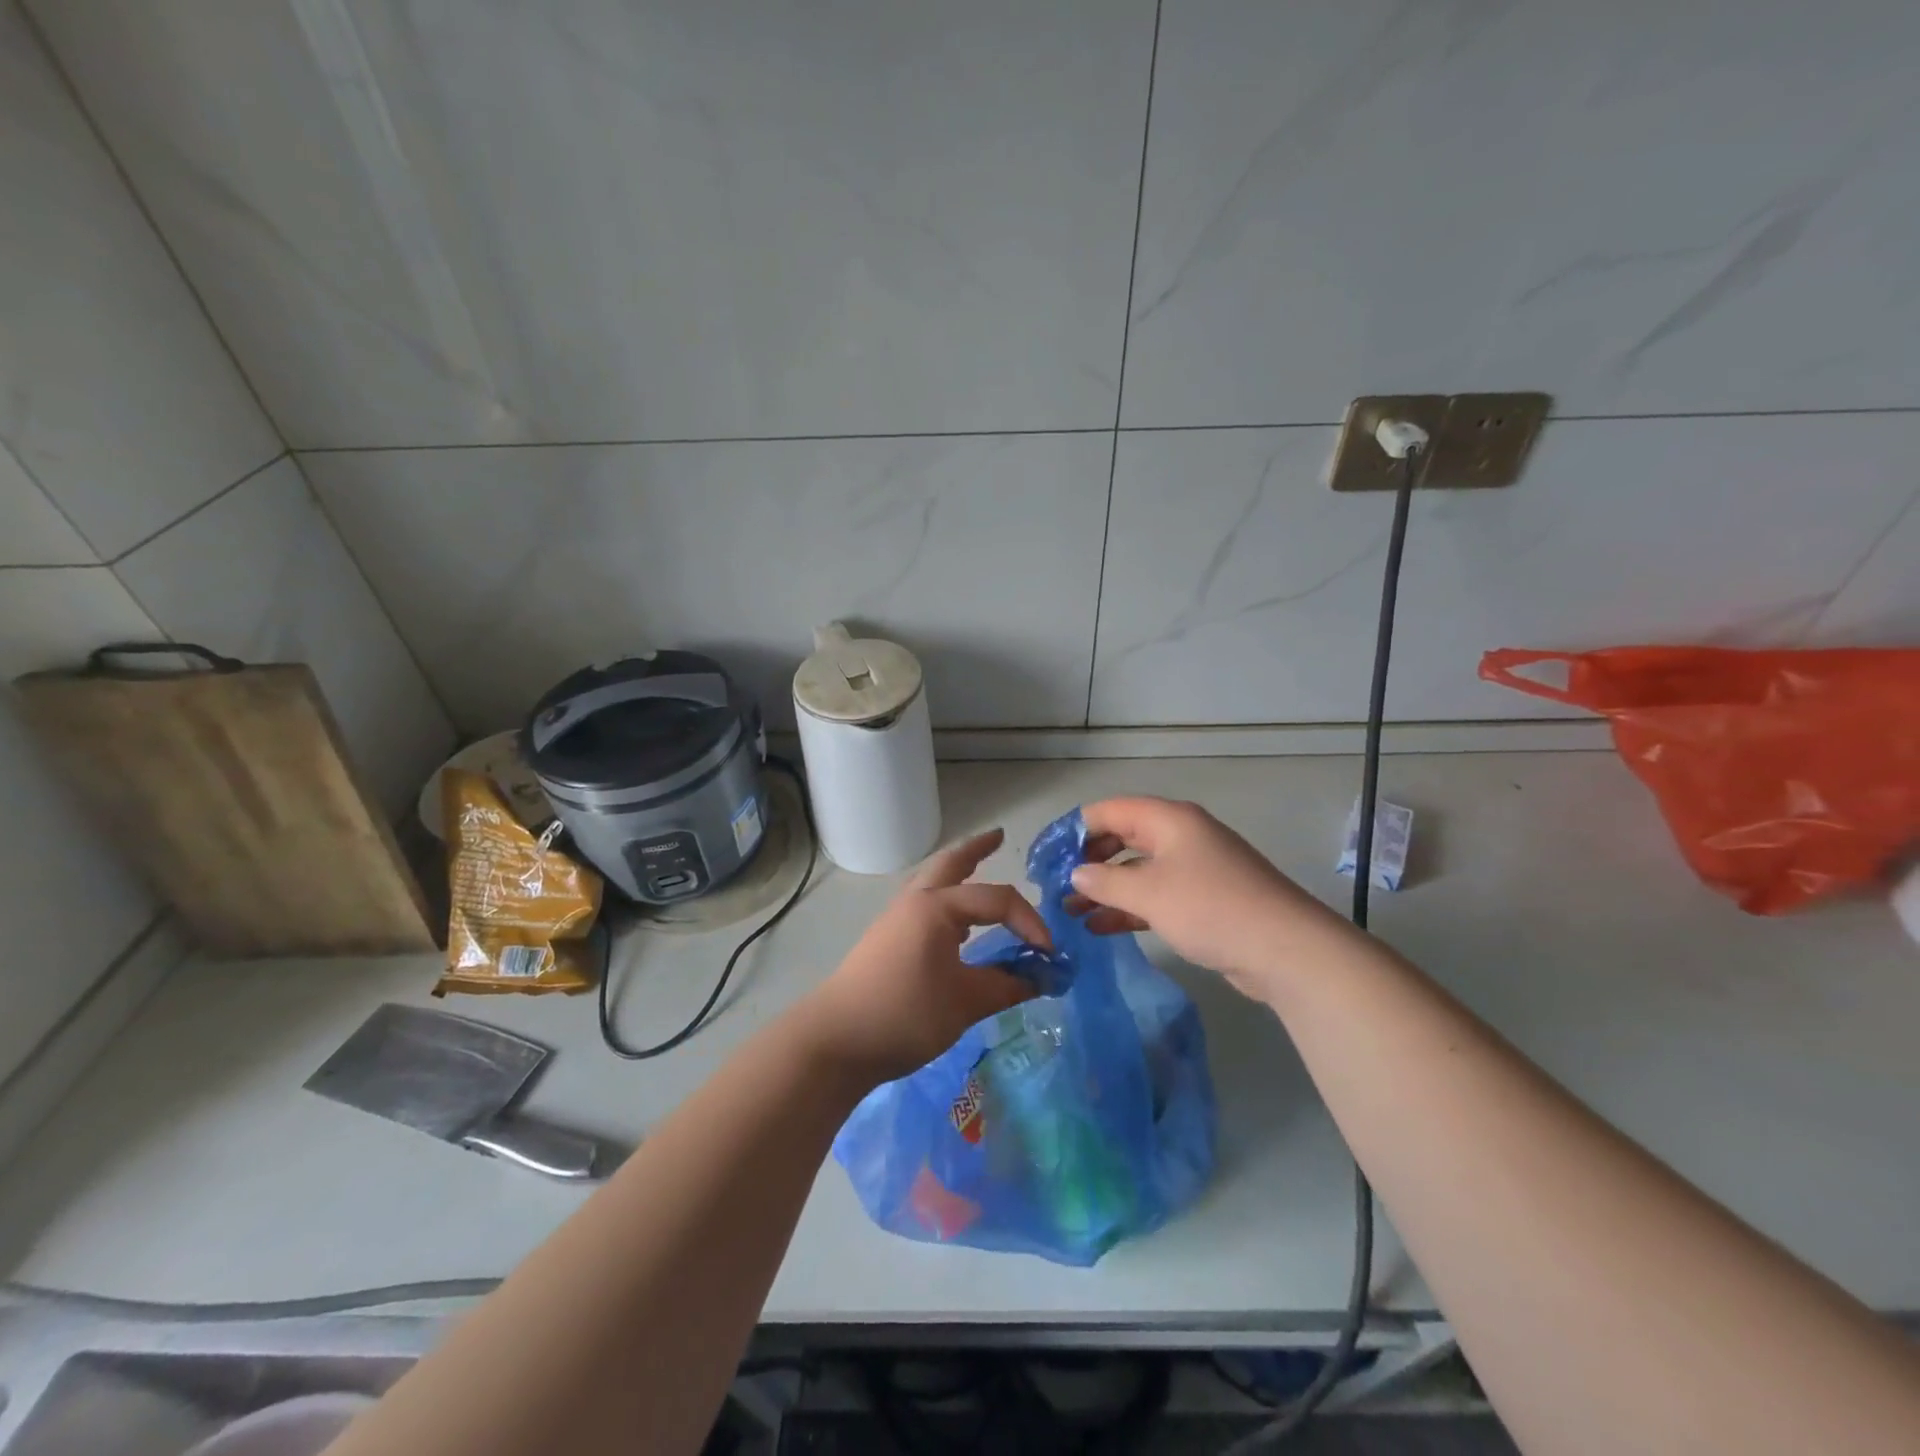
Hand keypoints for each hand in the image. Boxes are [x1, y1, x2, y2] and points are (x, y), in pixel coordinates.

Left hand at [798, 829, 1045, 1085]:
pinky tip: (957, 921)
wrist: (837, 1040)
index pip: (997, 899)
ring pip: (933, 880)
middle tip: (1000, 836)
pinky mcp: (887, 937)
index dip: (1030, 922)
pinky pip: (925, 902)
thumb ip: (1007, 986)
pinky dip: (947, 898)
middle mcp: (915, 901)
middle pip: (951, 862)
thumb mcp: (965, 1003)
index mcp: (937, 907)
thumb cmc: (904, 1015)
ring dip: (958, 871)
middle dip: (977, 848)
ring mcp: (897, 918)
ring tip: (979, 868)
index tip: (1049, 955)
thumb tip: (1042, 978)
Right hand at [1065, 797, 1342, 1000]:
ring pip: (1138, 870)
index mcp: (1169, 820)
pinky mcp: (1204, 900)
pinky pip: (1156, 895)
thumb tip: (1076, 874)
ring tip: (1071, 910)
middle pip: (1123, 837)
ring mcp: (1195, 868)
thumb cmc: (1210, 908)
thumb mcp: (1149, 893)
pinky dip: (1129, 907)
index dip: (1075, 828)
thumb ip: (1104, 881)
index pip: (1110, 810)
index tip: (1047, 854)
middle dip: (1088, 860)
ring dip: (1105, 888)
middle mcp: (1181, 836)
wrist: (1286, 950)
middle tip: (1057, 884)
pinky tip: (1101, 928)